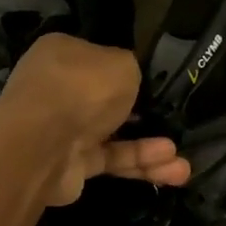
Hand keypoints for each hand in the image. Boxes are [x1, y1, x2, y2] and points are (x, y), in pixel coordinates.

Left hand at [0, 33, 190, 205]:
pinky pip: (113, 160)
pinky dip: (141, 164)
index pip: (100, 60)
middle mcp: (60, 90)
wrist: (42, 144)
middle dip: (145, 115)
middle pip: (109, 101)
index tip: (158, 84)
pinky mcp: (72, 164)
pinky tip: (173, 170)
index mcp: (64, 55)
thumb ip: (132, 69)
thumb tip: (132, 80)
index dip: (130, 72)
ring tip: (184, 162)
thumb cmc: (82, 88)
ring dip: (150, 148)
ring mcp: (64, 129)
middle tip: (174, 122)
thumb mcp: (122, 63)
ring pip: (116, 136)